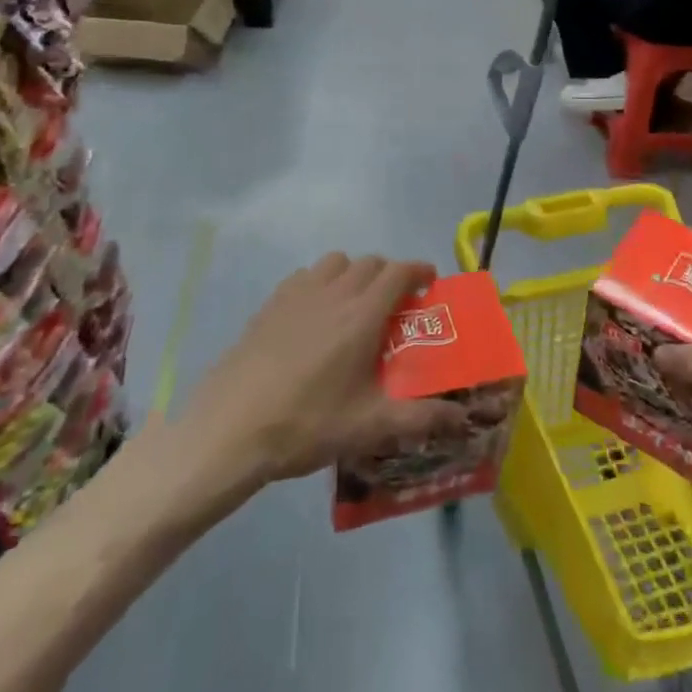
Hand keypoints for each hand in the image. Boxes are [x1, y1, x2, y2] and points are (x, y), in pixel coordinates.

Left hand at [184, 253, 469, 483]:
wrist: (229, 429)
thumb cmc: (306, 424)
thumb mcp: (369, 427)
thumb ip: (420, 418)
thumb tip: (462, 417)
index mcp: (362, 315)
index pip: (398, 272)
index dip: (419, 270)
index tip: (430, 283)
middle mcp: (333, 293)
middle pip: (370, 263)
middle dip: (390, 275)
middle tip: (397, 304)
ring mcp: (297, 295)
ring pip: (336, 263)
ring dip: (354, 273)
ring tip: (356, 305)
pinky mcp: (269, 305)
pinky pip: (305, 276)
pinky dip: (321, 282)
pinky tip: (315, 315)